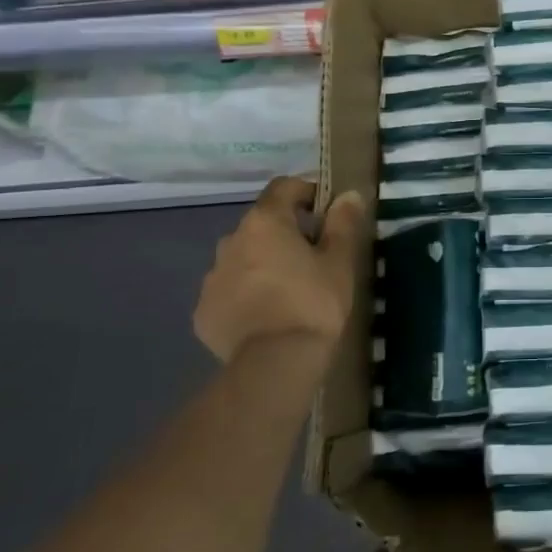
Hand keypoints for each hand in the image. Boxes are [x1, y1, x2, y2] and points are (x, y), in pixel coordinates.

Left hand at [194, 177, 367, 370]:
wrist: (274, 364)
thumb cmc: (314, 303)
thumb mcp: (340, 261)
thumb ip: (343, 223)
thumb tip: (348, 195)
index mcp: (265, 222)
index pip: (283, 187)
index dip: (306, 192)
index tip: (326, 211)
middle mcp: (230, 241)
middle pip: (261, 224)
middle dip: (284, 233)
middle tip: (312, 256)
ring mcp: (212, 278)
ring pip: (242, 258)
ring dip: (262, 263)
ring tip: (288, 289)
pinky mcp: (203, 312)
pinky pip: (229, 291)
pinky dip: (246, 294)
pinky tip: (267, 315)